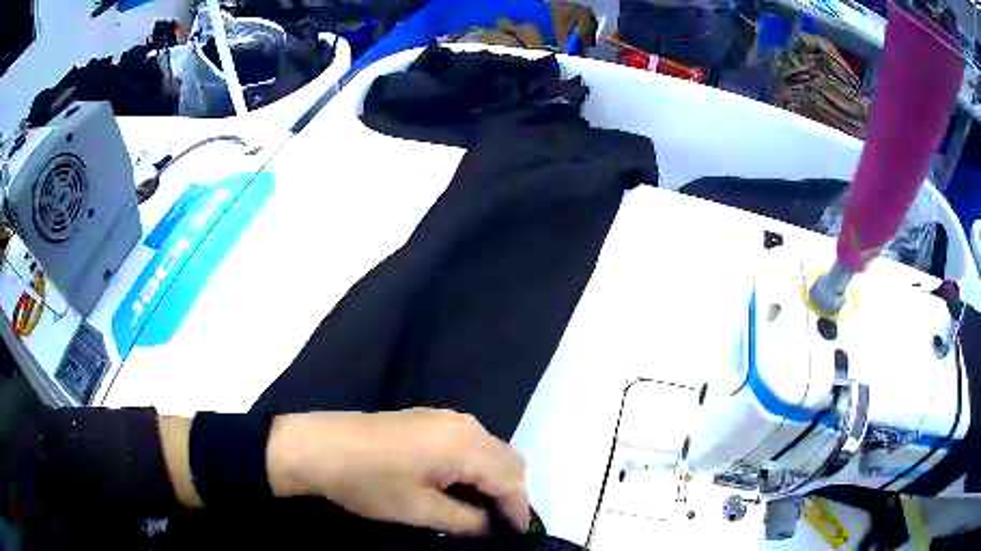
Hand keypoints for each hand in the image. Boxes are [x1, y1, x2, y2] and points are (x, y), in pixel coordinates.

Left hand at [266, 408, 529, 534]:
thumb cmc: (369, 482)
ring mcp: (446, 417)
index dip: (519, 510)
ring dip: (495, 479)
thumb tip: (491, 527)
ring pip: (492, 449)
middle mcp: (464, 425)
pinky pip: (472, 442)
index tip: (516, 536)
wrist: (319, 446)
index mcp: (464, 446)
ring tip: (481, 508)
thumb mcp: (419, 510)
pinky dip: (478, 465)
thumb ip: (466, 520)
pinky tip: (460, 484)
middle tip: (498, 523)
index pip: (510, 480)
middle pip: (509, 461)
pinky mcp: (431, 418)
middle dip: (511, 493)